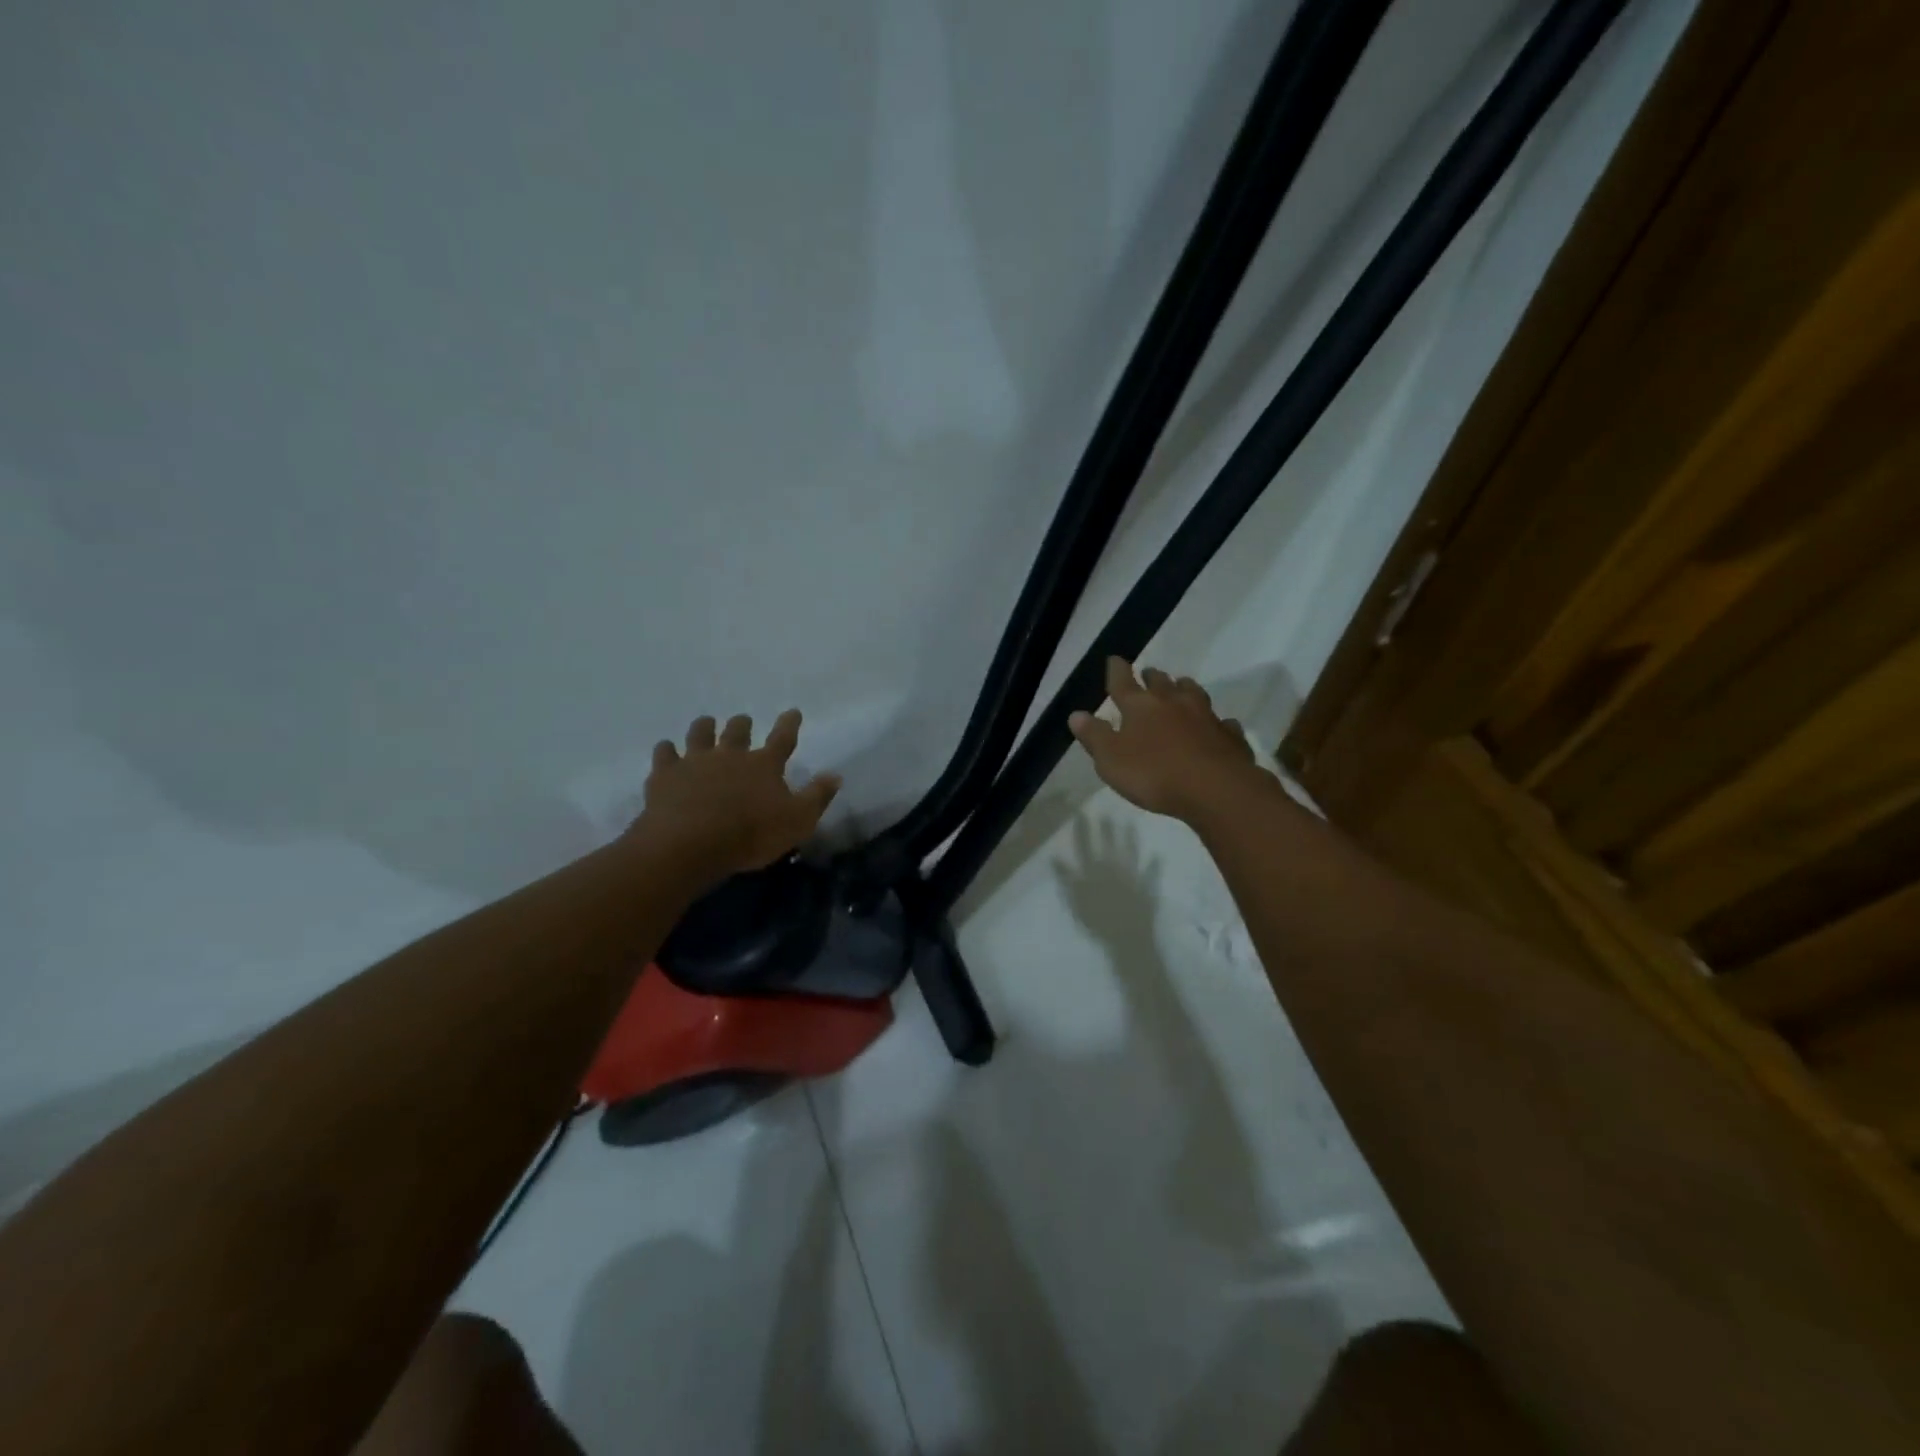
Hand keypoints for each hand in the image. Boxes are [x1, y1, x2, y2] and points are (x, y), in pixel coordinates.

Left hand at [632, 709, 840, 881]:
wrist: (690, 844)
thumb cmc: (751, 834)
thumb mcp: (798, 821)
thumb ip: (817, 797)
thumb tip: (835, 775)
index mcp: (764, 765)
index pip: (782, 739)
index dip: (789, 724)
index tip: (793, 711)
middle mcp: (730, 755)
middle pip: (737, 731)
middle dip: (742, 724)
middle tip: (743, 720)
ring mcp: (695, 762)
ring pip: (700, 734)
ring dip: (704, 727)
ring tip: (706, 723)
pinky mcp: (665, 775)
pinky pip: (664, 754)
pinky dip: (666, 750)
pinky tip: (666, 749)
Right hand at [1068, 658, 1257, 822]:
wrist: (1216, 789)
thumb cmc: (1154, 774)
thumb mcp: (1111, 760)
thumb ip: (1094, 736)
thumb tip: (1077, 714)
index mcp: (1140, 706)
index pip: (1123, 682)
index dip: (1117, 670)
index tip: (1115, 659)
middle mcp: (1173, 703)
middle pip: (1161, 682)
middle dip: (1152, 677)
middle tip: (1148, 674)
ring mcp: (1206, 716)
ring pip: (1193, 693)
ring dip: (1184, 689)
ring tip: (1180, 687)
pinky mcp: (1229, 736)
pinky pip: (1222, 723)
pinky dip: (1216, 721)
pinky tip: (1218, 725)